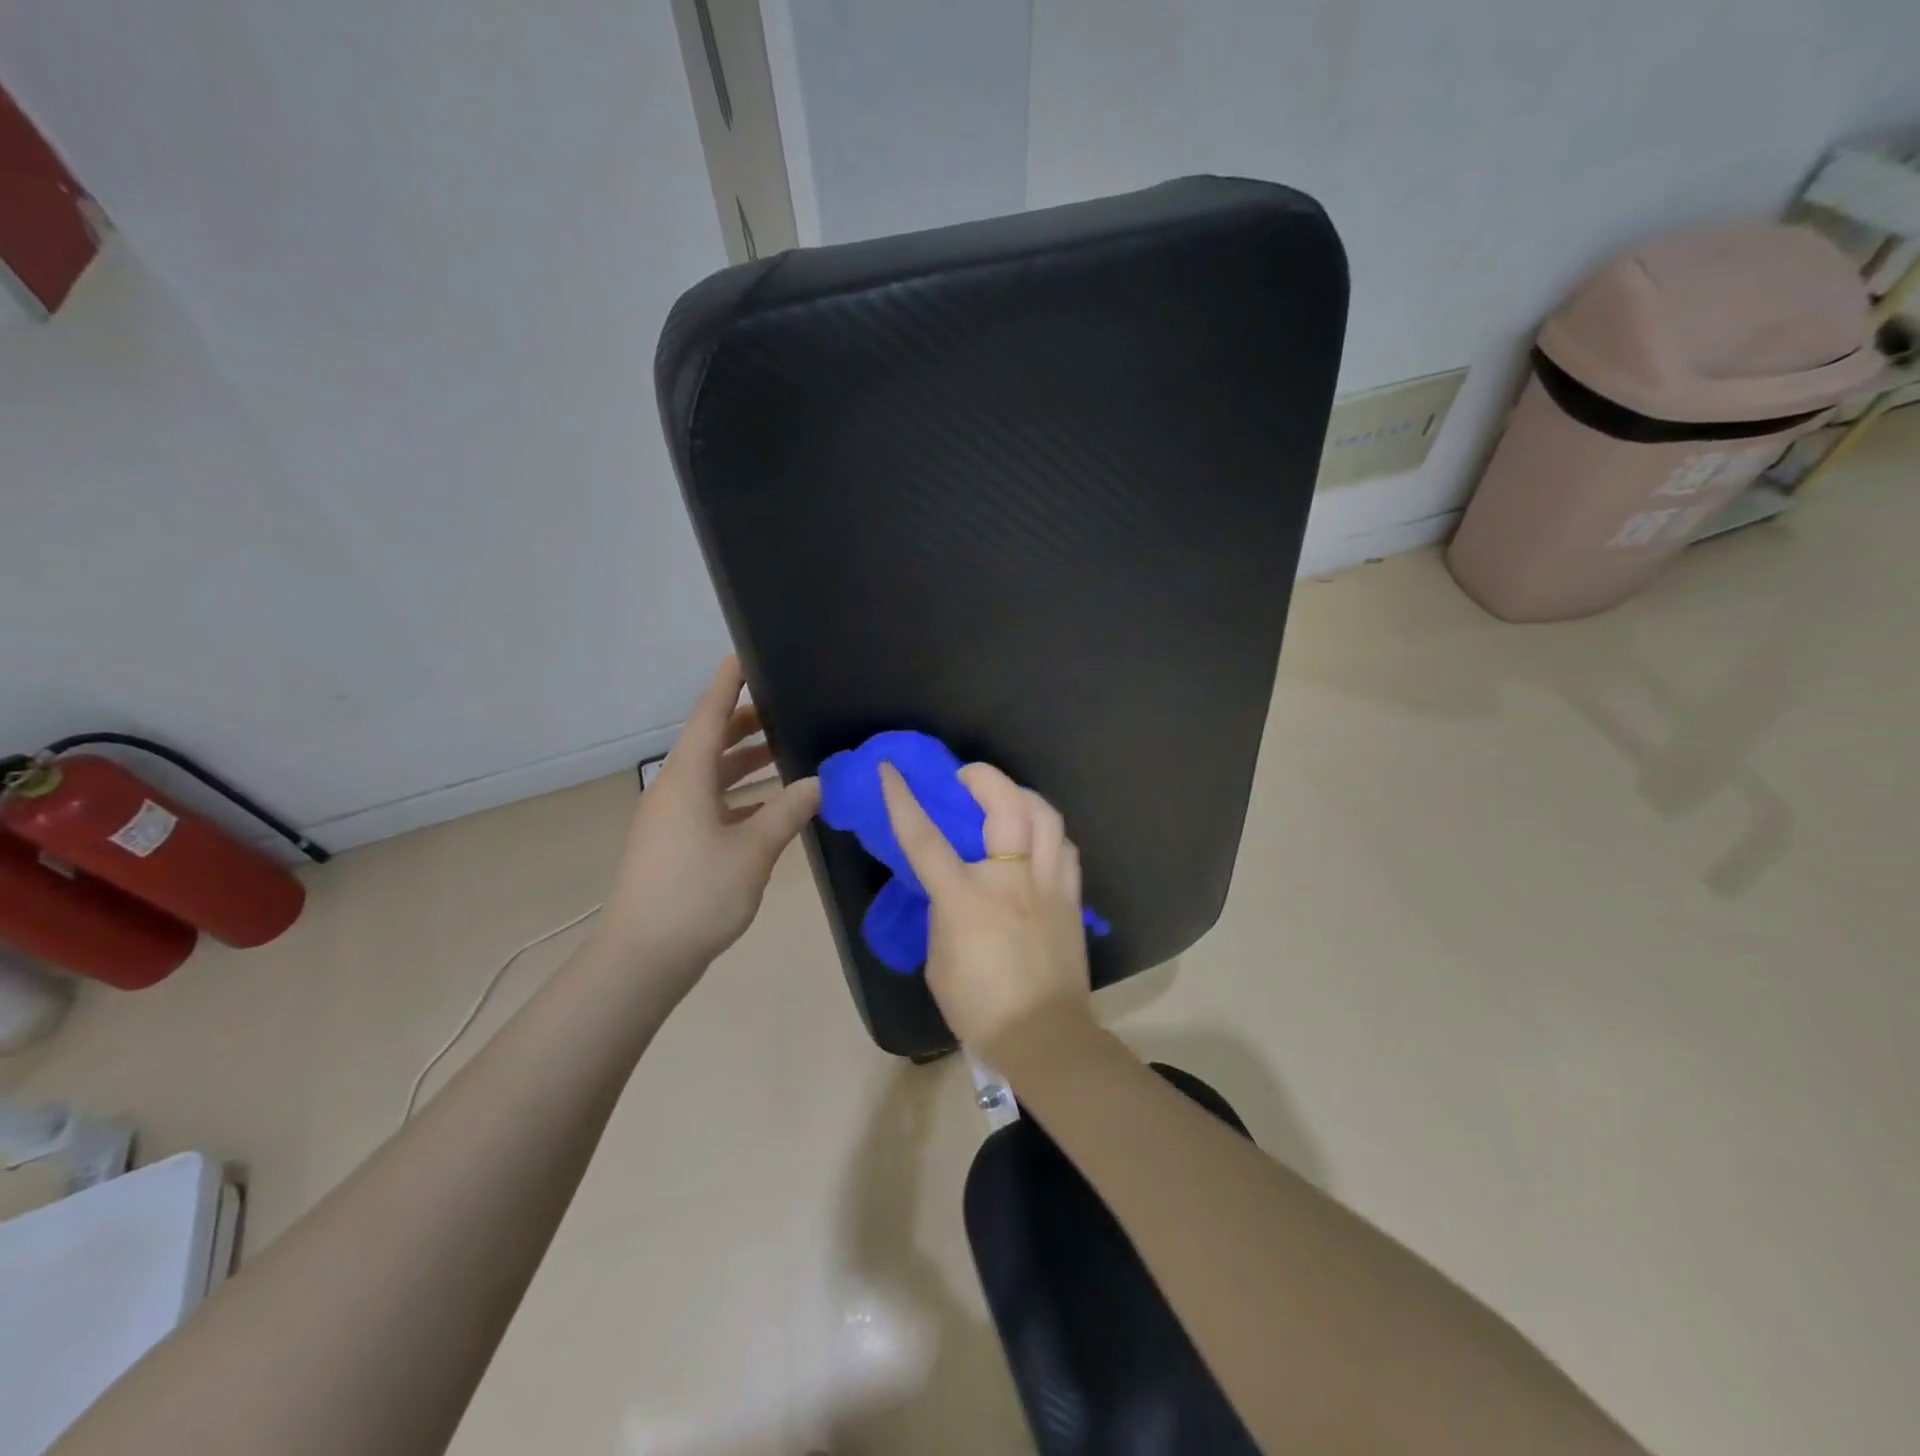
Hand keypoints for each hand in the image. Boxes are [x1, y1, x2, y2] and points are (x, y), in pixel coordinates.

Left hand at [592, 658, 819, 987]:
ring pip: (712, 774)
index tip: (747, 655)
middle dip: (747, 723)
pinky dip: (741, 794)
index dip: (729, 684)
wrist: (644, 956)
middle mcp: (675, 788)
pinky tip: (771, 804)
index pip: (711, 715)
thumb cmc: (698, 894)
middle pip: (712, 742)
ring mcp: (671, 816)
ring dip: (746, 762)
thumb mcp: (753, 850)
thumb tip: (818, 783)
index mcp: (687, 778)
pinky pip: (711, 801)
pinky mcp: (674, 841)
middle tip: (787, 709)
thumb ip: (788, 811)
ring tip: (786, 751)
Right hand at [879, 760, 1092, 1051]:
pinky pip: (1065, 847)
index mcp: (966, 899)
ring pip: (1046, 816)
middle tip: (967, 777)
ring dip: (1023, 796)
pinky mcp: (1072, 898)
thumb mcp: (939, 961)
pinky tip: (1037, 838)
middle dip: (984, 777)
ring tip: (1007, 799)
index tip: (891, 770)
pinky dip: (1048, 832)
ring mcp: (1048, 885)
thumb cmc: (980, 1008)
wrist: (1044, 1037)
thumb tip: (951, 892)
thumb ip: (943, 915)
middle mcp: (1011, 880)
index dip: (903, 800)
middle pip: (1007, 805)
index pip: (925, 838)